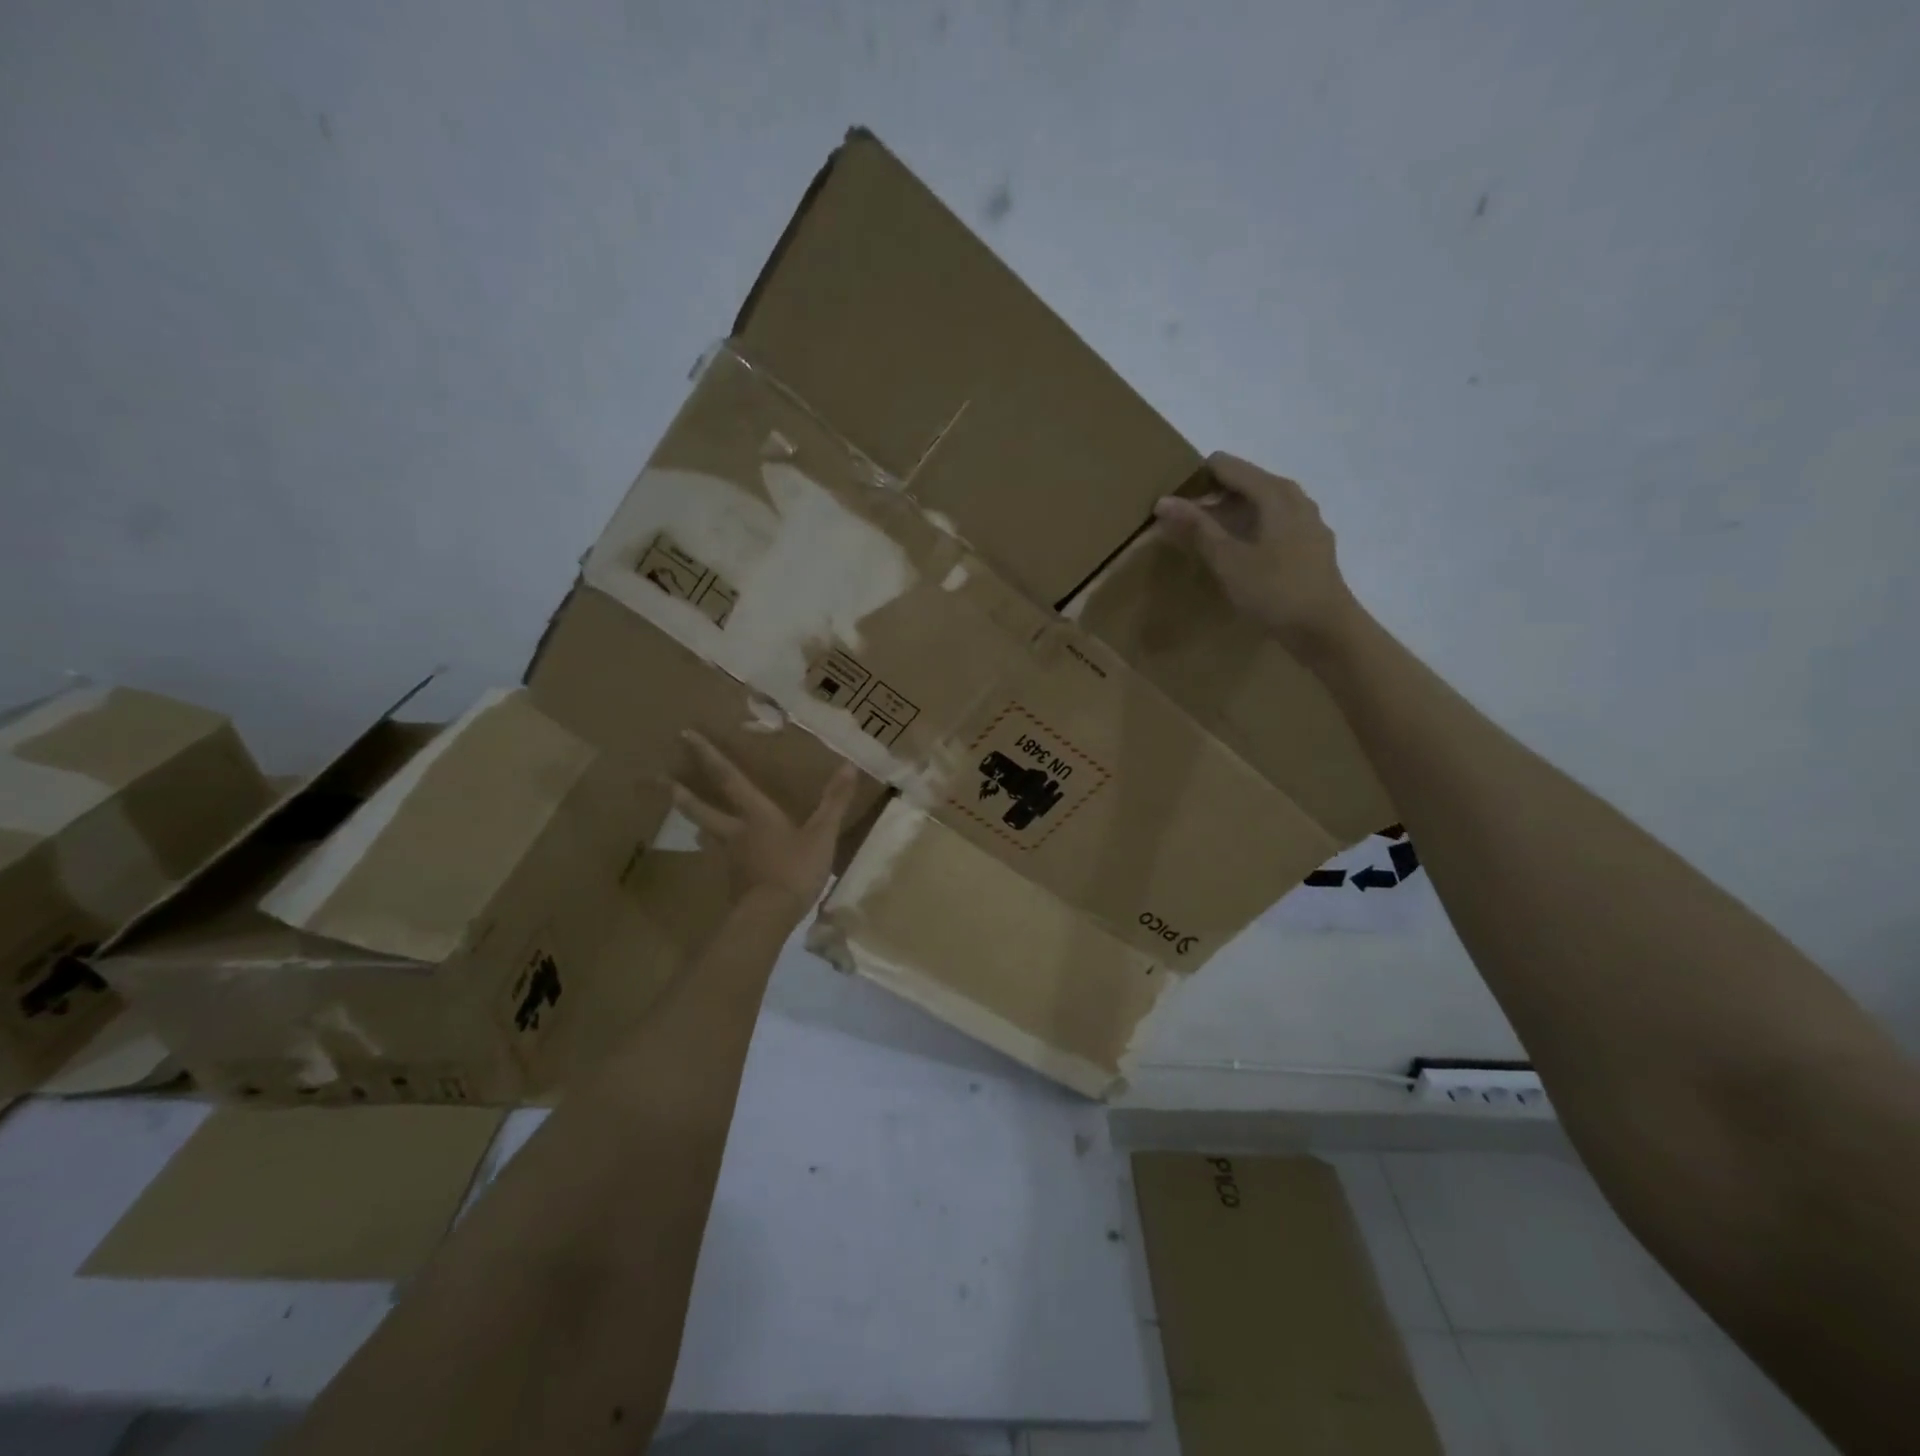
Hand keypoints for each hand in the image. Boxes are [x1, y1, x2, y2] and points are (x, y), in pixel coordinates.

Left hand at [672, 731, 860, 915]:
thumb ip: (835, 801)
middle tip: (658, 779)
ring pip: (708, 834)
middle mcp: (735, 831)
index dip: (708, 756)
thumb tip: (849, 765)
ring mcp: (730, 858)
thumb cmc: (794, 870)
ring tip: (690, 821)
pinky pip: (722, 858)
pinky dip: (719, 851)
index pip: (728, 778)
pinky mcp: (734, 880)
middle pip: (701, 809)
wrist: (769, 917)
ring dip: (696, 822)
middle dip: (680, 793)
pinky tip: (725, 857)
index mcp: (755, 814)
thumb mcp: (822, 834)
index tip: (684, 735)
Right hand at [1152, 452, 1359, 653]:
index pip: (1226, 465)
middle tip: (1182, 523)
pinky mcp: (1310, 544)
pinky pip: (1273, 523)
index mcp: (1274, 492)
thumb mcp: (1228, 560)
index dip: (1196, 478)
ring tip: (1205, 540)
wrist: (1325, 629)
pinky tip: (1238, 555)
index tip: (1172, 501)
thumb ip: (1196, 527)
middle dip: (1212, 497)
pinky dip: (1251, 530)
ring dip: (1231, 515)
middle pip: (1245, 482)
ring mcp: (1307, 521)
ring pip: (1260, 504)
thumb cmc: (1274, 591)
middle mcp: (1294, 497)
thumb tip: (1163, 500)